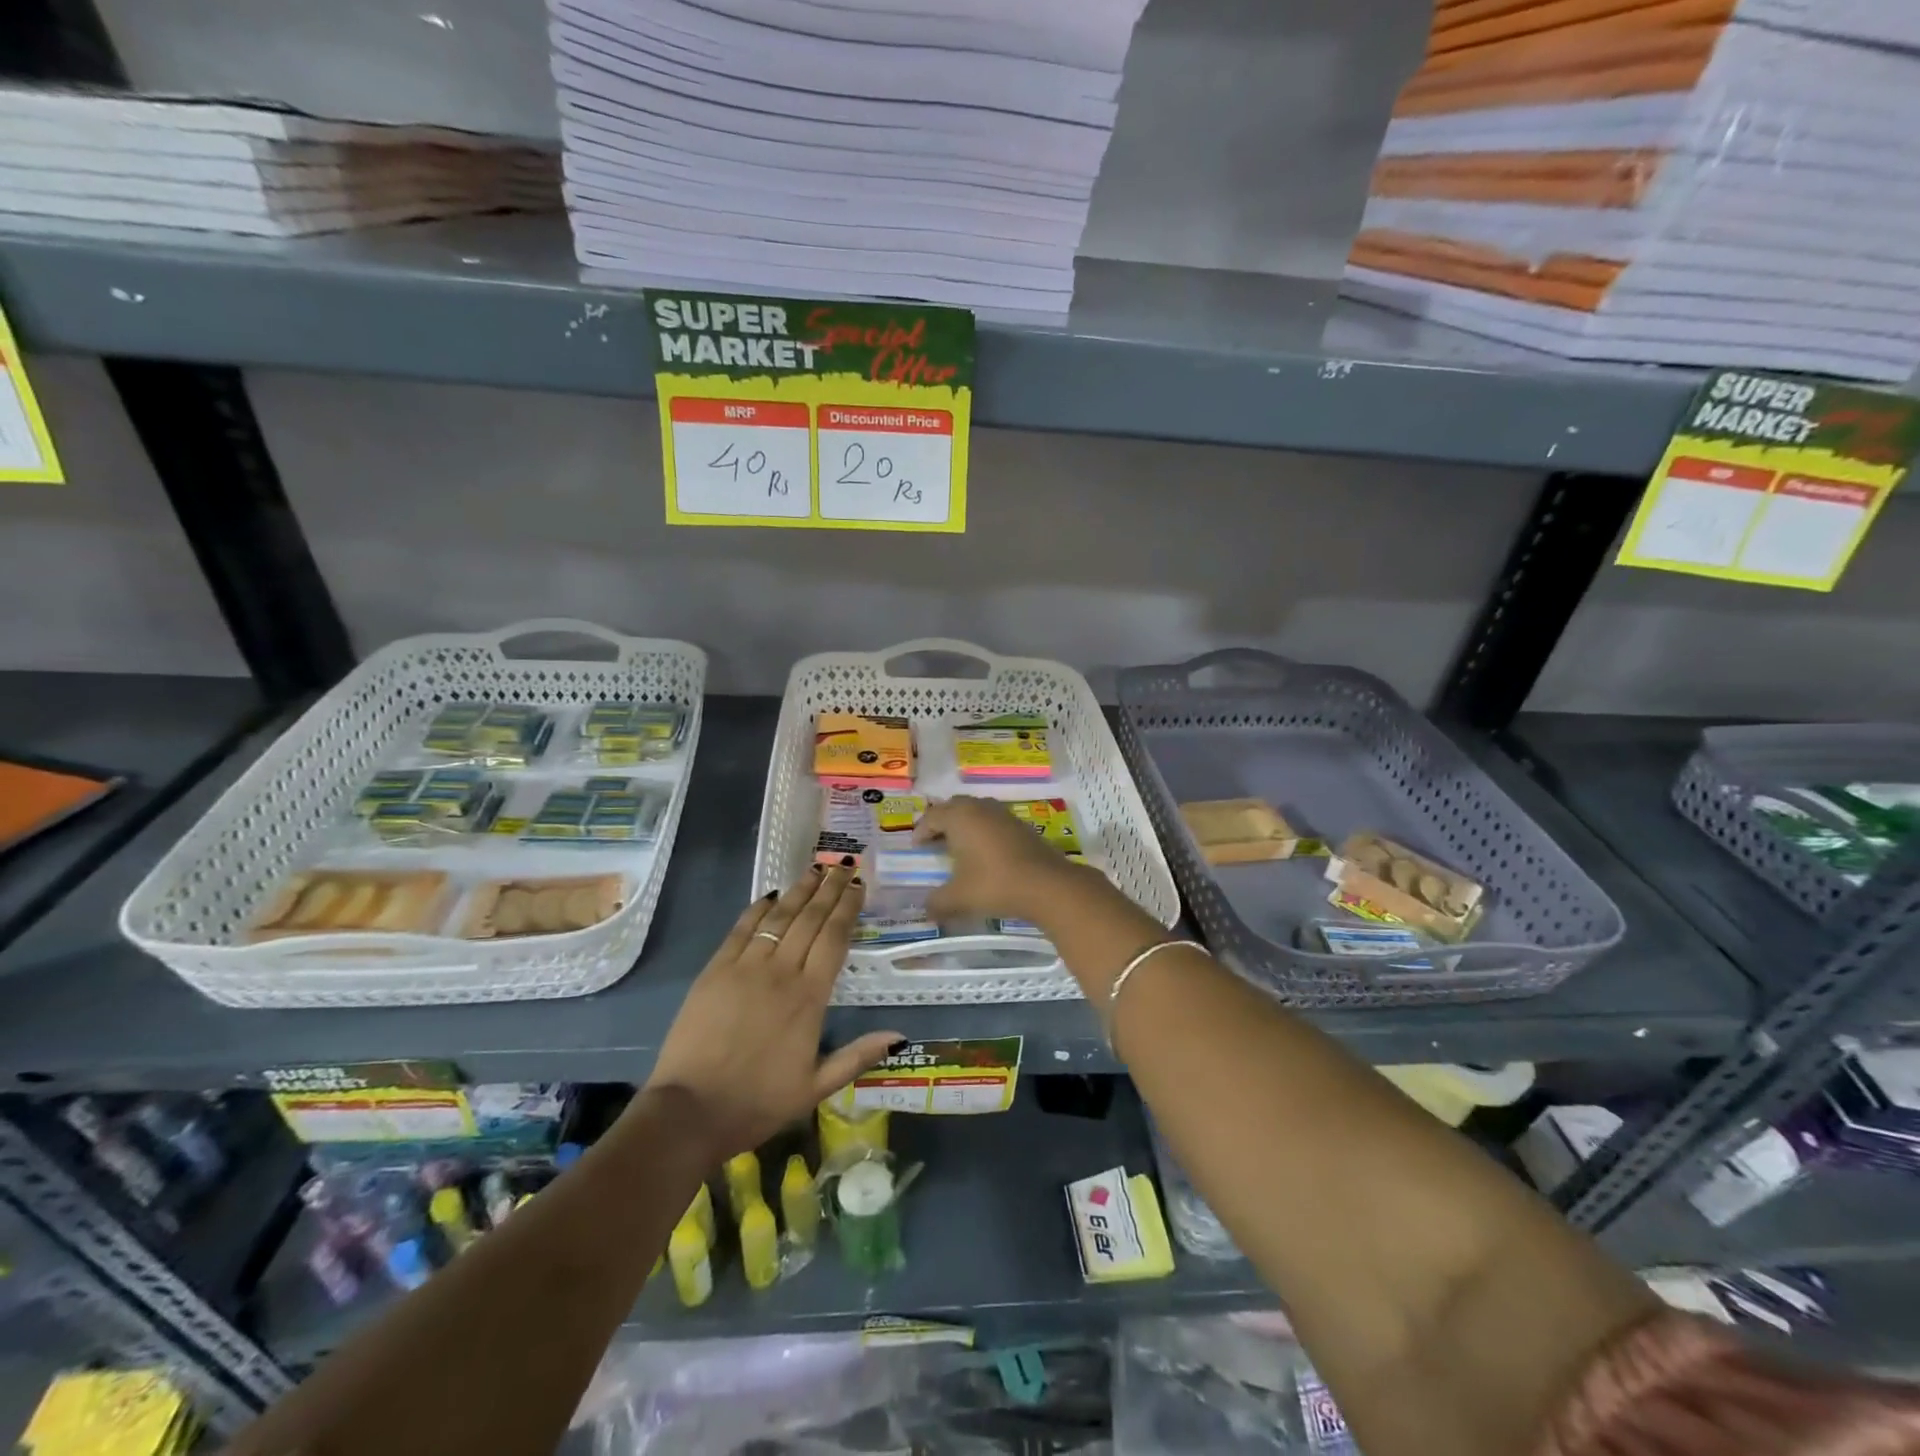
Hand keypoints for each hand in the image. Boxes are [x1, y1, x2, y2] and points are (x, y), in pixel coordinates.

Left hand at [644, 866, 901, 1160]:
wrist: (690, 1112)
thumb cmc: (758, 1102)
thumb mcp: (816, 1087)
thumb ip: (857, 1056)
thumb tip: (899, 1035)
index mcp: (809, 997)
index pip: (834, 938)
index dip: (848, 908)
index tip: (859, 886)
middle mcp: (781, 972)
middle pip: (810, 919)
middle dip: (829, 889)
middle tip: (842, 866)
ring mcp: (745, 967)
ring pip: (778, 917)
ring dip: (799, 891)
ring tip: (814, 870)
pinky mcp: (715, 971)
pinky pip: (741, 930)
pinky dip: (757, 909)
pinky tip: (770, 896)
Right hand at [915, 796, 1081, 924]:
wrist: (1047, 885)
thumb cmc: (995, 884)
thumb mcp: (959, 898)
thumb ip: (937, 902)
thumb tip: (926, 908)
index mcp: (960, 816)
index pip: (932, 816)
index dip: (921, 831)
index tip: (917, 848)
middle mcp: (981, 807)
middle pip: (954, 806)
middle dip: (942, 822)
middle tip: (935, 842)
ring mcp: (1004, 814)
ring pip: (977, 811)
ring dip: (965, 824)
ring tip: (959, 847)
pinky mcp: (1022, 825)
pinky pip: (994, 821)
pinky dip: (984, 831)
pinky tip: (986, 853)